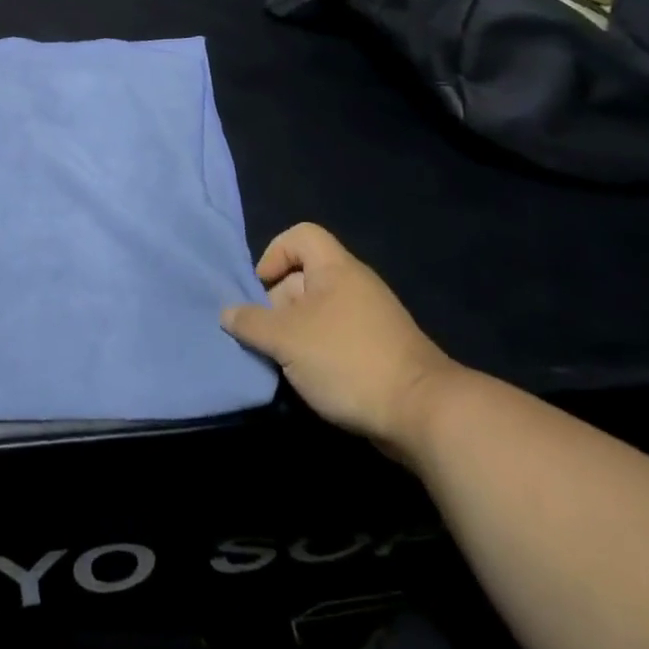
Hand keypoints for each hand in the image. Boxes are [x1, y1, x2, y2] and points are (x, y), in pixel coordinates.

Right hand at [222, 223, 457, 461]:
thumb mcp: (286, 339)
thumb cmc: (347, 359)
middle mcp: (354, 285)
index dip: (274, 253)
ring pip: (317, 312)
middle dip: (277, 303)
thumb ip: (251, 323)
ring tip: (282, 362)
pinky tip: (308, 379)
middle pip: (303, 277)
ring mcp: (369, 319)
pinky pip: (335, 338)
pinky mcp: (378, 351)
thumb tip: (227, 312)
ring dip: (294, 333)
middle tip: (266, 335)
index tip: (260, 288)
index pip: (301, 235)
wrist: (421, 412)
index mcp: (336, 269)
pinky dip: (316, 353)